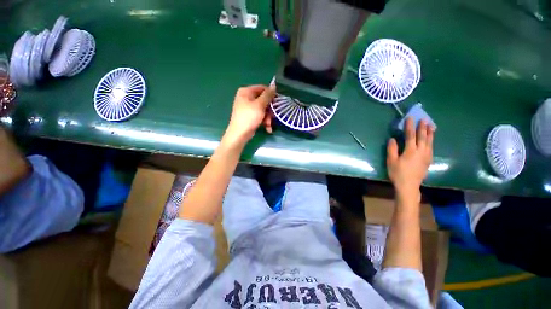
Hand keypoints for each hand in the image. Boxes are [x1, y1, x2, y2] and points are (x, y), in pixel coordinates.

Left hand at [224, 85, 275, 144]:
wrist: (240, 134)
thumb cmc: (249, 117)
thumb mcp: (260, 105)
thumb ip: (268, 95)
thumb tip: (274, 85)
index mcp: (246, 91)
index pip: (262, 88)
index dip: (271, 95)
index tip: (278, 102)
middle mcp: (246, 98)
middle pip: (263, 100)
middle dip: (269, 110)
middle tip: (273, 116)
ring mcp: (247, 107)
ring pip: (263, 109)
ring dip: (268, 118)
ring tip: (269, 125)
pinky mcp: (249, 116)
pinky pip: (259, 115)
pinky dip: (264, 121)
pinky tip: (268, 128)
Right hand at [386, 118, 433, 199]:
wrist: (409, 186)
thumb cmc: (397, 173)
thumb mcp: (391, 161)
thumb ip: (392, 149)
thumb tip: (393, 139)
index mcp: (410, 151)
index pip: (411, 135)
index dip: (410, 126)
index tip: (411, 118)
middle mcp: (421, 151)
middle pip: (422, 137)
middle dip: (422, 127)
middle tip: (424, 119)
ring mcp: (426, 156)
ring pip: (429, 142)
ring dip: (430, 133)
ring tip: (431, 126)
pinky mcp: (428, 160)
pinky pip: (431, 147)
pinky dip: (432, 141)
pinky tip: (431, 139)